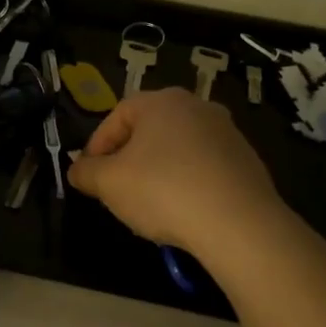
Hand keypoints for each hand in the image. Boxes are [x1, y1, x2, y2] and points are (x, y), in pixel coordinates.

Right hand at [68, 88, 285, 257]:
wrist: (238, 224)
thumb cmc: (163, 191)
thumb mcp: (108, 183)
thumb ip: (86, 172)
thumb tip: (78, 170)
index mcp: (162, 102)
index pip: (118, 115)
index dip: (97, 145)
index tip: (90, 175)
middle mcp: (198, 107)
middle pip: (150, 130)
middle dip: (128, 159)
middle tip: (116, 188)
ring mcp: (227, 133)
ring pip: (178, 150)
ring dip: (158, 172)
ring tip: (149, 205)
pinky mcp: (247, 162)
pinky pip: (204, 168)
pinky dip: (188, 184)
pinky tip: (183, 212)